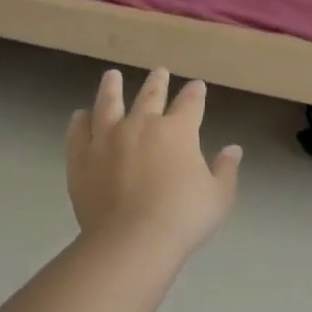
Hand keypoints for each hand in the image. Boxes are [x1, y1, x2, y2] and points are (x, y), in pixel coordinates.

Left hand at [66, 68, 242, 256]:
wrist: (132, 240)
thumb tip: (233, 149)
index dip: (195, 93)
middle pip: (150, 96)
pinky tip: (80, 115)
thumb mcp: (218, 196)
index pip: (190, 103)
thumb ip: (225, 169)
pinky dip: (80, 121)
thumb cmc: (182, 218)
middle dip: (158, 82)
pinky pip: (79, 132)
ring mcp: (107, 138)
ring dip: (112, 88)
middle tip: (160, 72)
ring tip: (112, 76)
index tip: (197, 85)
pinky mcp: (82, 157)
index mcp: (177, 131)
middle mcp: (141, 125)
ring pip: (108, 104)